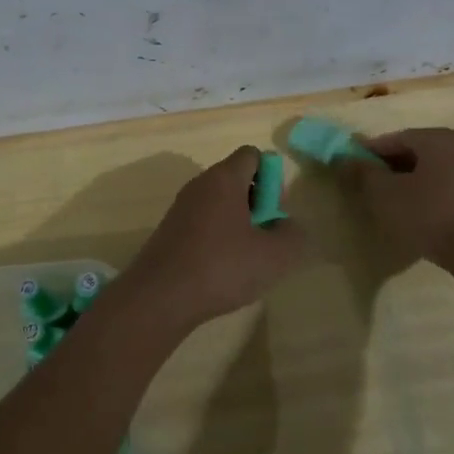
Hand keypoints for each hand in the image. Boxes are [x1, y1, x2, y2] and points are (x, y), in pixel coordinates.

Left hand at [123, 146, 312, 331]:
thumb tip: (289, 227)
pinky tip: (222, 270)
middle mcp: (199, 185)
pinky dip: (218, 239)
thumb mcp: (274, 256)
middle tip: (265, 238)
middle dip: (257, 204)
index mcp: (224, 178)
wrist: (159, 298)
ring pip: (220, 204)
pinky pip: (203, 223)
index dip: (272, 178)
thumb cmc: (221, 267)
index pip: (253, 155)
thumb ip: (293, 235)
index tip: (274, 211)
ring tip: (246, 259)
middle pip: (237, 179)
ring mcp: (181, 208)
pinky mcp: (170, 232)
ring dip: (239, 224)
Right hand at [338, 127, 453, 268]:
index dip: (370, 152)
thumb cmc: (431, 215)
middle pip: (416, 152)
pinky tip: (419, 214)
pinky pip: (448, 186)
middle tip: (370, 187)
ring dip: (410, 182)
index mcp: (439, 138)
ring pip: (433, 170)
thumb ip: (363, 173)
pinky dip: (430, 194)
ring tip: (392, 203)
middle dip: (391, 167)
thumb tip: (344, 157)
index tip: (352, 167)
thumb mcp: (387, 195)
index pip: (396, 138)